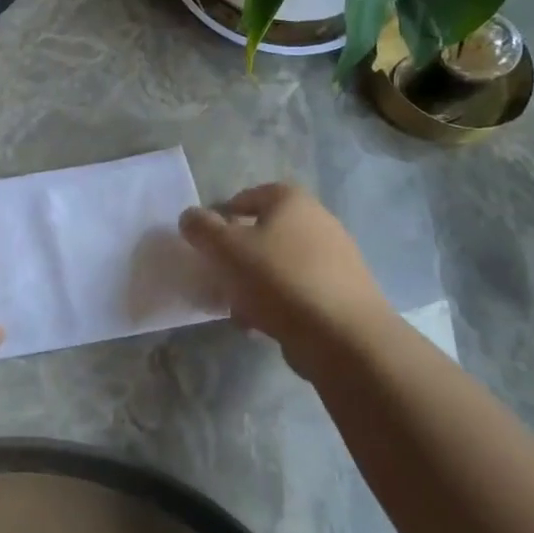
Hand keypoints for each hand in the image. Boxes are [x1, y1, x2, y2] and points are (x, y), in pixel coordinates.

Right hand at [178, 183, 392, 365]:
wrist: (344, 336)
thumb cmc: (278, 279)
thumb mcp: (226, 249)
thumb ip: (201, 228)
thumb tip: (190, 217)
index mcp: (291, 200)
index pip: (247, 196)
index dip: (222, 216)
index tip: (207, 243)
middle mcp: (318, 220)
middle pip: (263, 233)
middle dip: (238, 256)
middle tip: (220, 277)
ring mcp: (336, 258)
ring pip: (279, 265)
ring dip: (255, 284)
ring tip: (238, 309)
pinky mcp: (343, 292)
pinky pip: (298, 291)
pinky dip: (278, 303)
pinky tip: (264, 325)